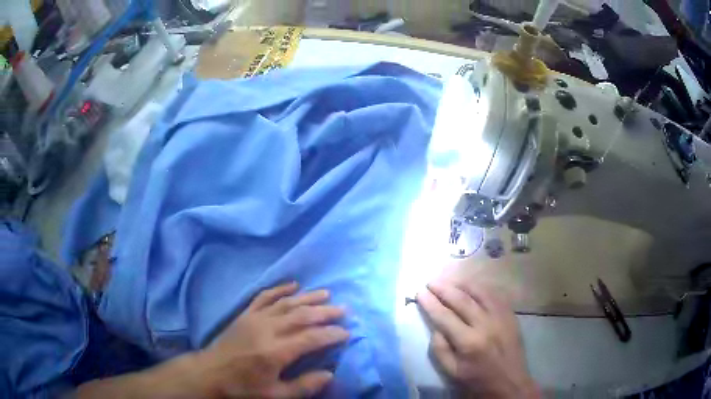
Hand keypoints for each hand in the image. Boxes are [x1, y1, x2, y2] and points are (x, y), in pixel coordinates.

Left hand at [196, 282, 348, 397]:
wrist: (210, 373)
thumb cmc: (243, 387)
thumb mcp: (275, 395)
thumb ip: (303, 386)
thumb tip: (330, 374)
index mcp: (276, 351)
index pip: (311, 338)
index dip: (332, 334)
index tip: (347, 332)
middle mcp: (267, 329)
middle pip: (302, 315)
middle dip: (325, 311)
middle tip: (344, 309)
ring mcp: (255, 318)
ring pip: (286, 303)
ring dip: (308, 297)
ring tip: (326, 293)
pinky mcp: (245, 314)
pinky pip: (264, 296)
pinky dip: (280, 289)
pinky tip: (293, 284)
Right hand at [417, 281, 538, 398]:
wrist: (510, 383)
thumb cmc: (477, 380)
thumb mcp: (452, 372)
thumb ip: (440, 350)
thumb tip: (435, 328)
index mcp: (468, 342)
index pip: (445, 316)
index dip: (430, 303)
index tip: (420, 292)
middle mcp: (485, 325)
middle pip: (461, 300)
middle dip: (443, 288)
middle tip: (431, 282)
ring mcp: (501, 317)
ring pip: (480, 292)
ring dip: (462, 283)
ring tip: (449, 280)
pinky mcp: (510, 315)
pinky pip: (495, 295)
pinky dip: (481, 288)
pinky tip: (472, 286)